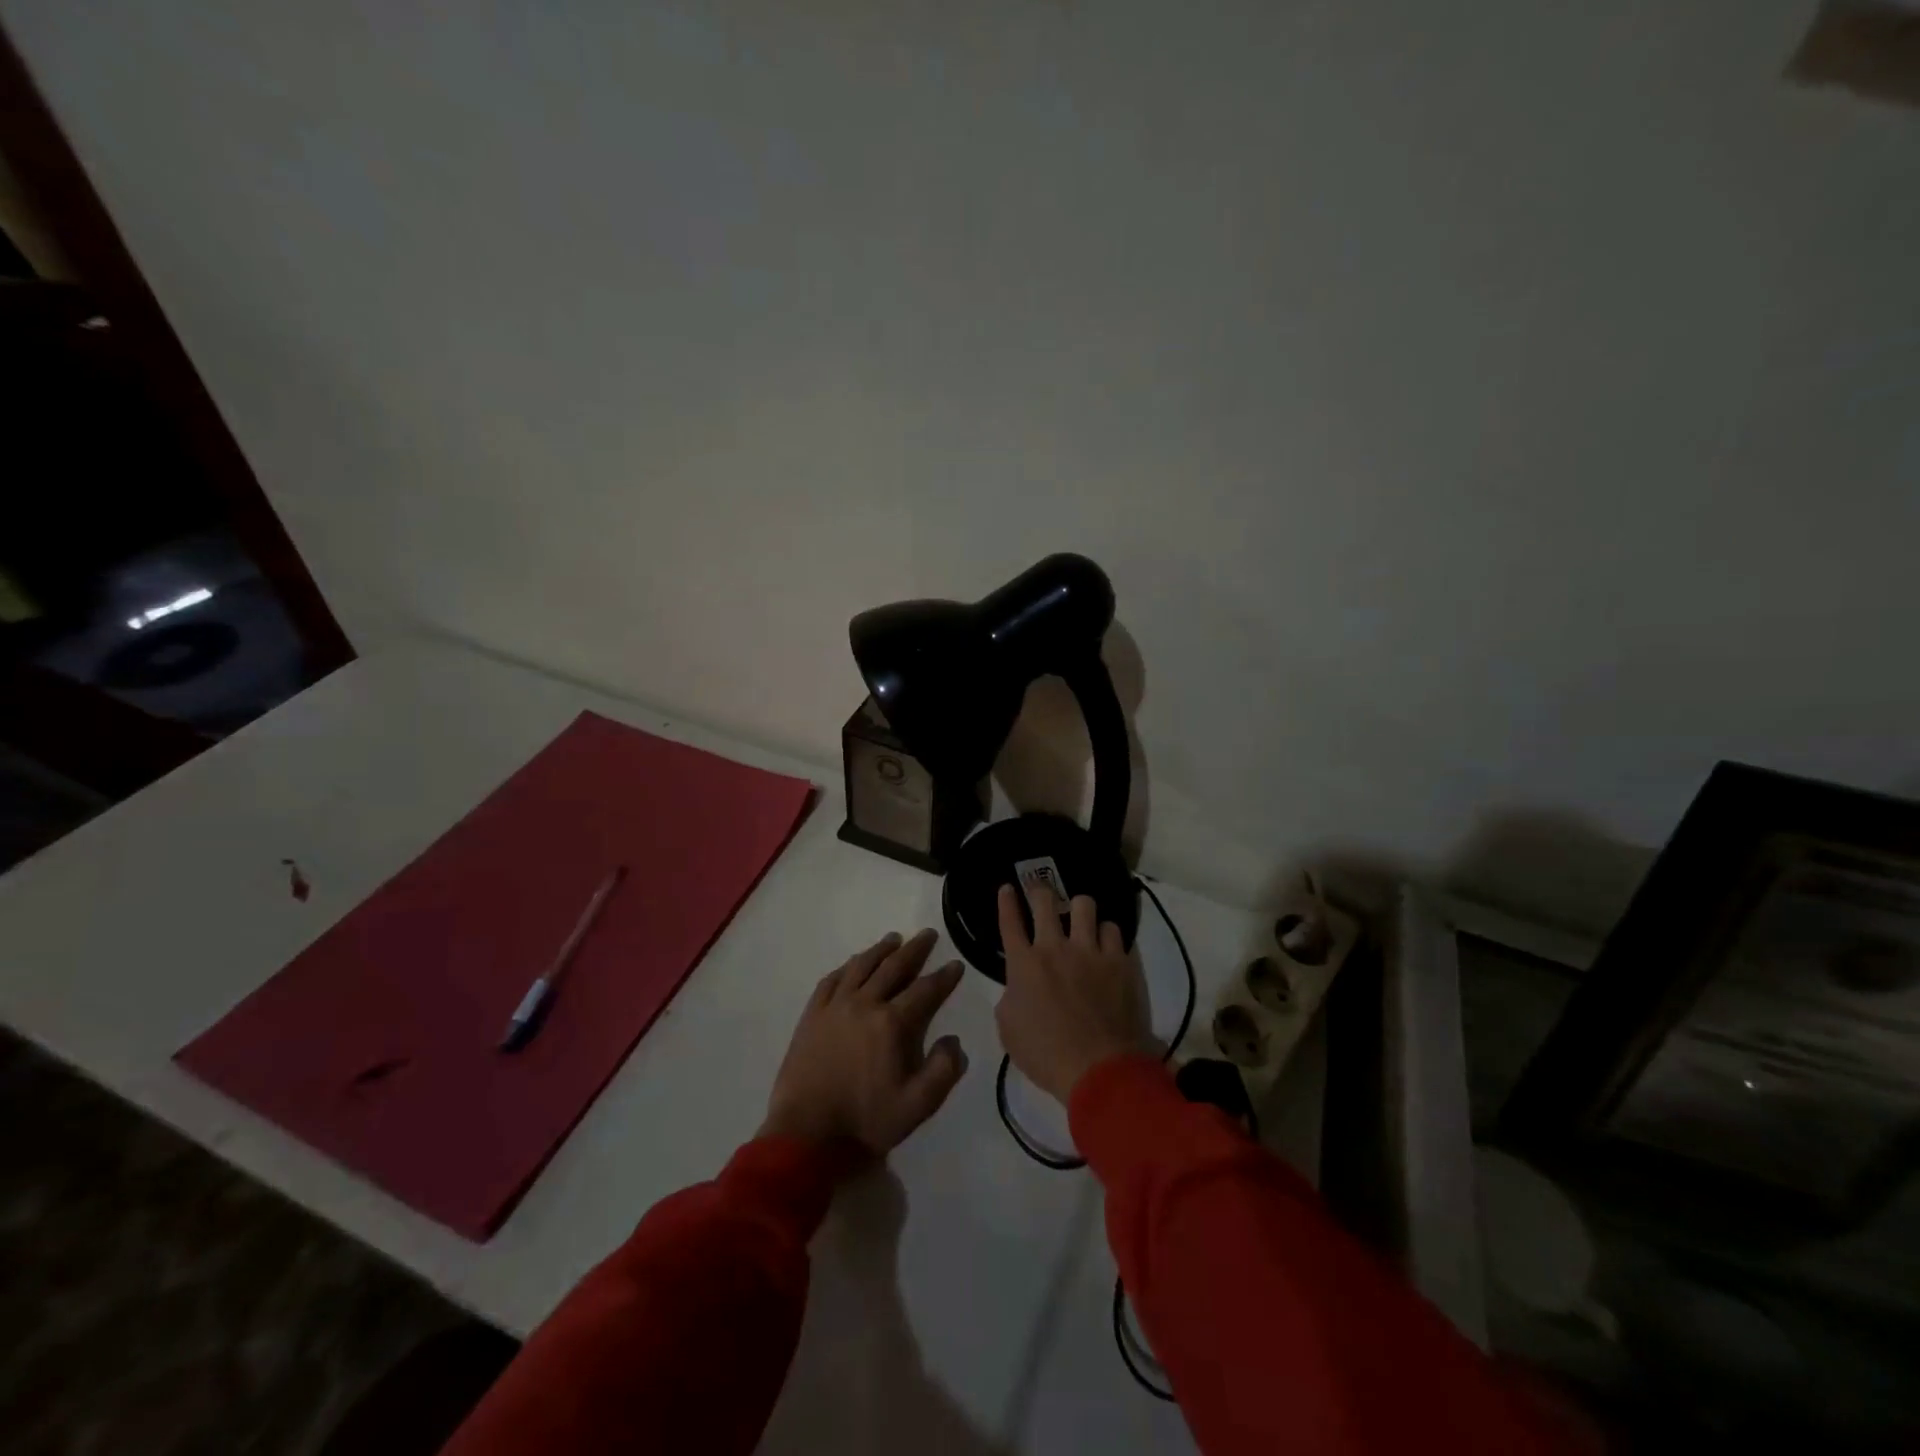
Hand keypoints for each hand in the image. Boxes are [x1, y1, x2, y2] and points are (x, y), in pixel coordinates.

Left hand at [761, 929, 968, 1154]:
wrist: (806, 1136)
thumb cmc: (865, 1121)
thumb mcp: (917, 1106)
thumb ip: (943, 1071)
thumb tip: (953, 1040)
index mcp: (892, 1023)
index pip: (925, 990)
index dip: (944, 977)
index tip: (956, 964)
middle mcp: (864, 1004)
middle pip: (894, 967)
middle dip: (915, 949)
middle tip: (928, 934)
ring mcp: (835, 1006)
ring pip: (861, 966)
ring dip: (880, 950)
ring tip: (894, 939)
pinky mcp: (812, 1015)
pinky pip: (831, 980)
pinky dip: (847, 966)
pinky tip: (853, 963)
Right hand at [994, 880, 1151, 1103]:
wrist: (1100, 1070)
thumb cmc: (1046, 1056)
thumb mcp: (1009, 1030)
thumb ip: (1011, 998)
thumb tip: (1019, 986)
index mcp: (1023, 964)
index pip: (1009, 921)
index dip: (1006, 901)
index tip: (1008, 888)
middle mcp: (1055, 947)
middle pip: (1045, 901)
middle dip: (1040, 892)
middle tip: (1042, 894)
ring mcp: (1091, 951)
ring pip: (1085, 905)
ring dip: (1079, 910)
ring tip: (1082, 920)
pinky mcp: (1120, 961)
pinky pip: (1114, 930)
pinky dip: (1108, 935)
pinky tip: (1108, 944)